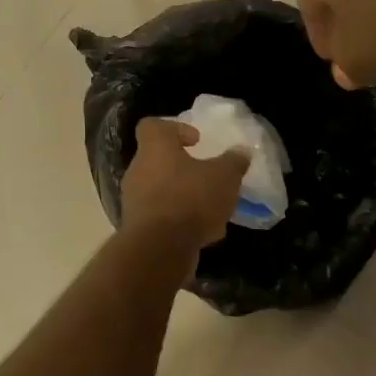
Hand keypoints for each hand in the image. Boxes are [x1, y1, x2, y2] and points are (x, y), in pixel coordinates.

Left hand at [120, 118, 249, 250]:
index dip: (176, 129)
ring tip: (212, 210)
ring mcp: (135, 200)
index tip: (197, 141)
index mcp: (155, 148)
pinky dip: (180, 221)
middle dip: (185, 169)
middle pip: (159, 160)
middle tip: (208, 177)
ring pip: (162, 191)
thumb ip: (233, 162)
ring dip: (185, 197)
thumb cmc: (191, 199)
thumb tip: (240, 152)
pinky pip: (162, 217)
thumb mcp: (224, 177)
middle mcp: (138, 170)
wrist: (159, 249)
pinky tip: (204, 233)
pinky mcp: (138, 228)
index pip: (153, 126)